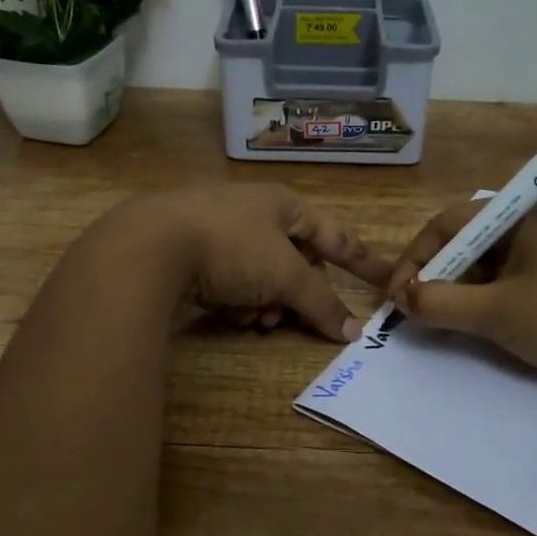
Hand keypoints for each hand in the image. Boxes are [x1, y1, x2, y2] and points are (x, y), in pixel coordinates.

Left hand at [123, 185, 393, 342]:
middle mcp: (255, 211)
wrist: (150, 245)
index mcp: (285, 204)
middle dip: (295, 296)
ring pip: (262, 276)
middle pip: (296, 262)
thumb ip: (321, 303)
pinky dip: (236, 301)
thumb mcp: (285, 275)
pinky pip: (231, 280)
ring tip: (253, 320)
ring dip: (265, 303)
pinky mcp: (191, 249)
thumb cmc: (232, 248)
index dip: (362, 261)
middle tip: (289, 320)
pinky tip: (227, 314)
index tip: (386, 280)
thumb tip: (353, 331)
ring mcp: (220, 228)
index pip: (336, 236)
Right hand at [387, 197, 536, 392]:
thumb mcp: (497, 313)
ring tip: (437, 319)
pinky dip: (480, 299)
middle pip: (464, 241)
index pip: (449, 223)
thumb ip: (441, 305)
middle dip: (435, 275)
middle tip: (415, 309)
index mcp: (522, 214)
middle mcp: (531, 222)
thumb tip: (403, 300)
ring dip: (456, 290)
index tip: (399, 294)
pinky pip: (503, 280)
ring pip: (482, 263)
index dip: (417, 257)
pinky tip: (468, 322)